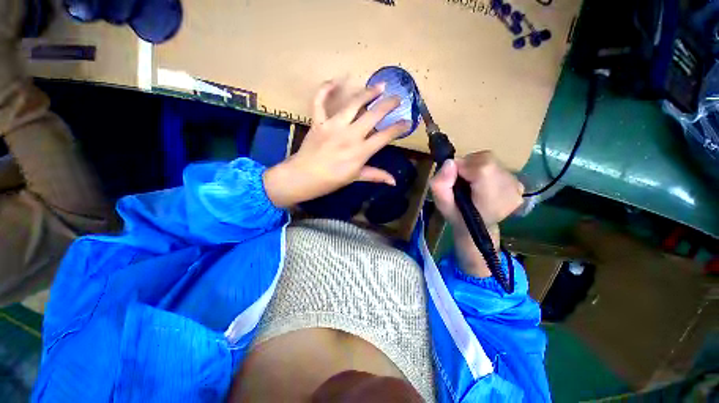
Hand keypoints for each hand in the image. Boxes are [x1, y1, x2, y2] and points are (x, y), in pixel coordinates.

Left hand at [264, 80, 409, 207]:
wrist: (304, 177)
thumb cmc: (331, 180)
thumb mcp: (356, 178)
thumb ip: (376, 175)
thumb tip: (394, 181)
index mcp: (361, 151)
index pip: (385, 136)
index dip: (398, 128)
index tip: (407, 122)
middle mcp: (350, 135)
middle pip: (373, 115)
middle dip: (388, 105)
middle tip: (397, 98)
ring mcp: (333, 126)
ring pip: (353, 104)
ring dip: (367, 93)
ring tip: (378, 86)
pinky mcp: (318, 122)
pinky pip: (320, 101)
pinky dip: (325, 89)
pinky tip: (335, 81)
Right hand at [430, 151, 523, 276]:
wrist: (480, 231)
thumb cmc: (458, 221)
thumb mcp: (442, 207)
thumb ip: (441, 185)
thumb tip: (450, 163)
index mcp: (489, 202)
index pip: (483, 168)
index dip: (464, 166)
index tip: (453, 174)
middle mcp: (509, 193)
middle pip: (487, 160)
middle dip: (468, 166)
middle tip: (459, 180)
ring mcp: (518, 189)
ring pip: (491, 160)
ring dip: (475, 168)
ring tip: (469, 183)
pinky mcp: (519, 184)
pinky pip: (497, 166)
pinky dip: (484, 170)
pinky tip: (481, 184)